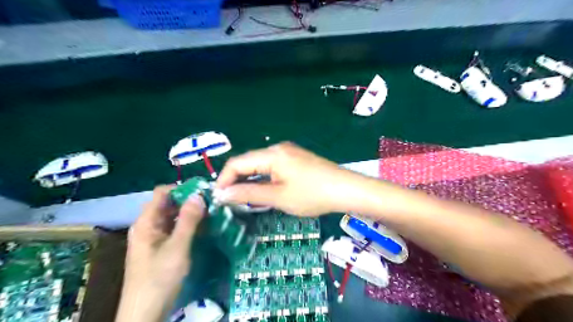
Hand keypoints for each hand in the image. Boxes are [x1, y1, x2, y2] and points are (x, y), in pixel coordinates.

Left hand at [114, 185, 204, 321]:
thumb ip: (188, 220)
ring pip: (174, 217)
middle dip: (190, 201)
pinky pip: (175, 229)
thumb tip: (199, 195)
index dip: (182, 189)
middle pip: (169, 204)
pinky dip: (189, 226)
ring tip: (212, 212)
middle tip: (213, 202)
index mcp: (146, 222)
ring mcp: (155, 237)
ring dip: (191, 213)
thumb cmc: (159, 277)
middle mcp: (149, 226)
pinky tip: (204, 228)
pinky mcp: (161, 248)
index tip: (204, 191)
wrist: (146, 313)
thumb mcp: (177, 247)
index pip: (163, 193)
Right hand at [214, 141, 355, 214]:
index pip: (237, 163)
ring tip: (243, 199)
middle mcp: (277, 148)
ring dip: (249, 180)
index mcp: (271, 154)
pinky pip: (272, 167)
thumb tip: (222, 194)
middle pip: (248, 162)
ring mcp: (288, 152)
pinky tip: (262, 191)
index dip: (224, 180)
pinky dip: (263, 178)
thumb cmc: (312, 194)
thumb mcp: (278, 197)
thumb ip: (248, 194)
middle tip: (230, 201)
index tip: (218, 198)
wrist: (346, 189)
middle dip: (236, 181)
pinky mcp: (295, 159)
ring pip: (260, 165)